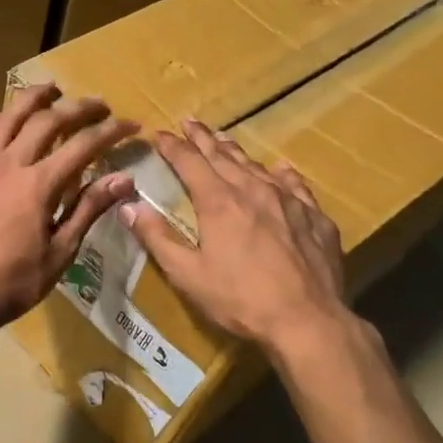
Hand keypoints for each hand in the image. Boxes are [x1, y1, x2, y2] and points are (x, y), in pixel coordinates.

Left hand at [0, 85, 137, 340]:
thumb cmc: (14, 283)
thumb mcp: (60, 252)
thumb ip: (89, 209)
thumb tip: (124, 180)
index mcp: (38, 185)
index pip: (82, 146)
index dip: (110, 132)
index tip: (131, 126)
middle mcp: (9, 165)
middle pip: (45, 121)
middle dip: (77, 108)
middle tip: (99, 104)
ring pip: (6, 120)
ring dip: (30, 99)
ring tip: (50, 88)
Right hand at [121, 120, 350, 353]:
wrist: (307, 320)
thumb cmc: (240, 299)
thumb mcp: (187, 274)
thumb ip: (157, 238)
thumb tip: (127, 206)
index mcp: (218, 202)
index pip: (189, 163)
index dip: (172, 147)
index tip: (159, 134)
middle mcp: (253, 190)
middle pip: (223, 156)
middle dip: (202, 138)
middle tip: (190, 122)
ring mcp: (289, 202)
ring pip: (257, 166)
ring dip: (236, 151)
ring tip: (224, 140)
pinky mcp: (315, 218)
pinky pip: (295, 185)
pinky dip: (282, 174)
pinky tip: (280, 169)